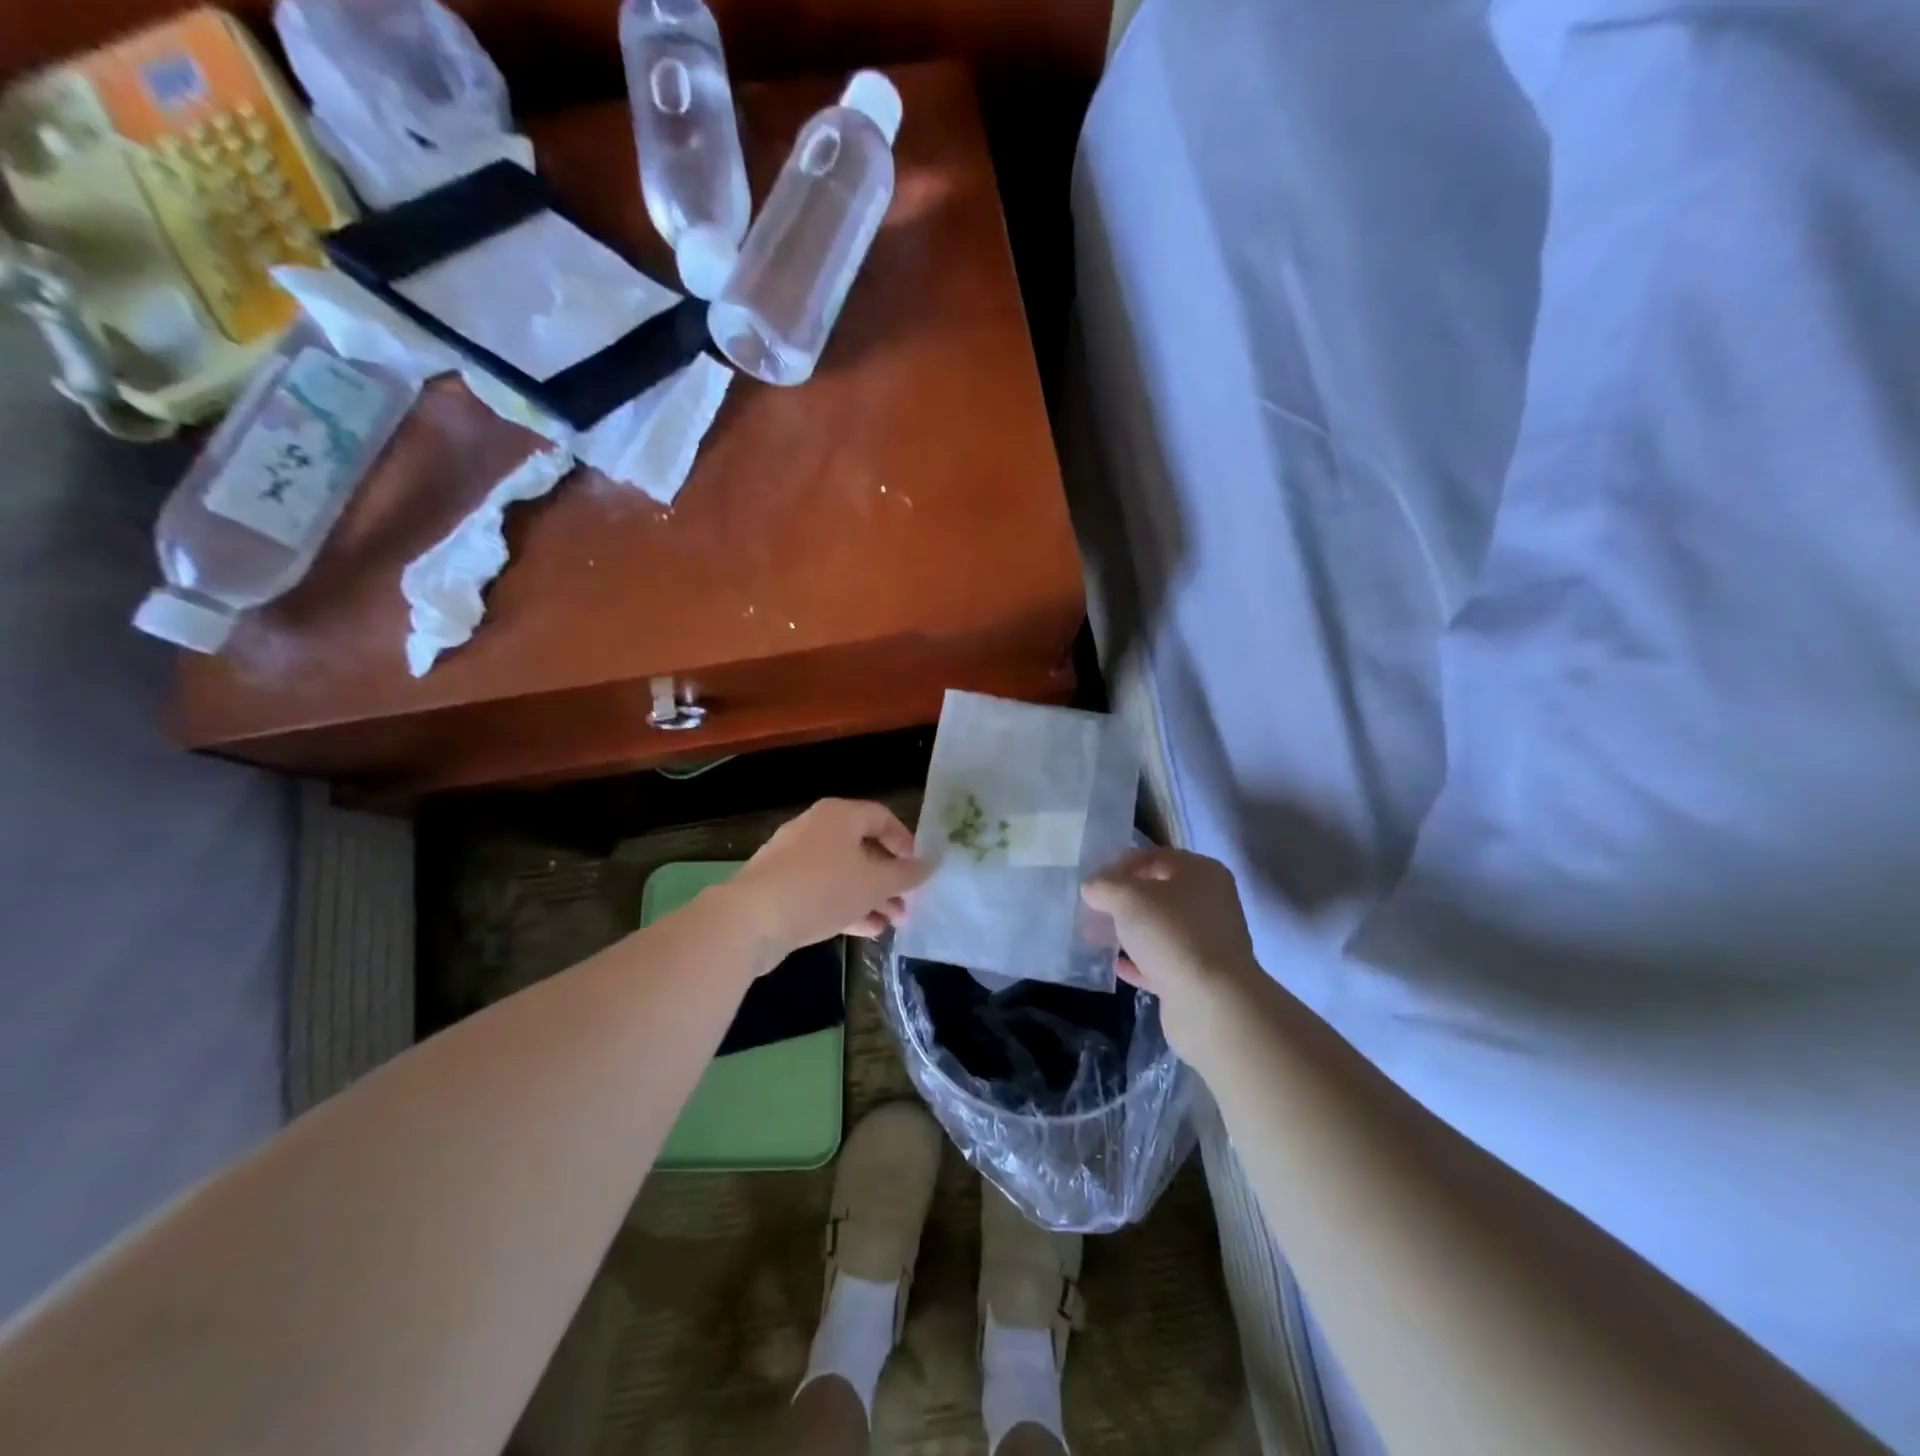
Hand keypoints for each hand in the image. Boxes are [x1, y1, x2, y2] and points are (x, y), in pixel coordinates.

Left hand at [727, 799, 928, 956]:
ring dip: (871, 896)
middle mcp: (816, 828)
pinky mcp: (781, 886)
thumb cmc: (822, 889)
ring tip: (894, 922)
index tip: (918, 869)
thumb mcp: (874, 883)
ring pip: (844, 872)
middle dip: (889, 877)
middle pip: (863, 847)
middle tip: (909, 902)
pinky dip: (846, 905)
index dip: (905, 842)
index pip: (882, 817)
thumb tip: (931, 864)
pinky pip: (823, 890)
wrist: (752, 919)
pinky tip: (868, 930)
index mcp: (839, 815)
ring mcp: (795, 858)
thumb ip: (906, 874)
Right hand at [1081, 848, 1267, 1062]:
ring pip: (1160, 928)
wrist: (1211, 1004)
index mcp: (1202, 873)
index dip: (1121, 864)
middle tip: (1091, 907)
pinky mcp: (1199, 976)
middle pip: (1158, 892)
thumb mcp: (1128, 898)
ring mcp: (1207, 941)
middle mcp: (1210, 903)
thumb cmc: (1171, 935)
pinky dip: (1139, 961)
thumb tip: (1092, 887)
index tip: (1093, 879)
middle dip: (1123, 899)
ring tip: (1095, 934)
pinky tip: (1115, 964)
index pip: (1155, 856)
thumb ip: (1104, 886)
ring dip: (1130, 930)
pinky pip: (1162, 960)